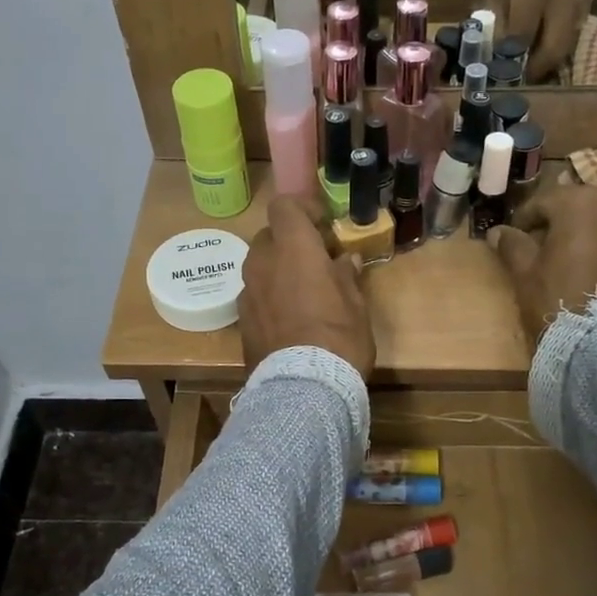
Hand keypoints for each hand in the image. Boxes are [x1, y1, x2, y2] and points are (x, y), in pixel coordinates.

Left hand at [240, 196, 375, 378]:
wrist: (302, 388)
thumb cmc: (338, 338)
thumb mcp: (355, 305)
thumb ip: (346, 276)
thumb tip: (345, 260)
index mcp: (293, 249)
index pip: (284, 207)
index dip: (302, 209)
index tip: (321, 223)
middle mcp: (262, 263)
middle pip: (269, 236)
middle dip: (289, 243)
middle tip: (314, 260)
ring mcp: (247, 292)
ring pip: (258, 267)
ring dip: (277, 270)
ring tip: (301, 292)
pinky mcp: (240, 321)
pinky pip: (254, 295)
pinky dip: (268, 297)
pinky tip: (287, 319)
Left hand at [478, 0, 582, 81]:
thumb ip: (497, 27)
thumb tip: (498, 64)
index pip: (524, 35)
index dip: (511, 62)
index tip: (499, 80)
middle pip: (555, 47)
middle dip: (535, 70)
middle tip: (517, 83)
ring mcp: (578, 2)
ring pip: (566, 48)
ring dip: (546, 65)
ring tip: (526, 74)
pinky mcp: (583, 9)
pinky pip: (569, 40)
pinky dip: (553, 55)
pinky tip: (537, 60)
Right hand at [488, 185, 596, 347]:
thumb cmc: (557, 295)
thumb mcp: (525, 271)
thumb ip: (512, 244)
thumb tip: (497, 232)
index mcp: (578, 202)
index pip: (542, 201)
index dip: (522, 219)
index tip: (511, 238)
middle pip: (573, 206)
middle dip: (554, 223)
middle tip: (536, 247)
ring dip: (578, 233)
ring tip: (563, 259)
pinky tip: (587, 270)